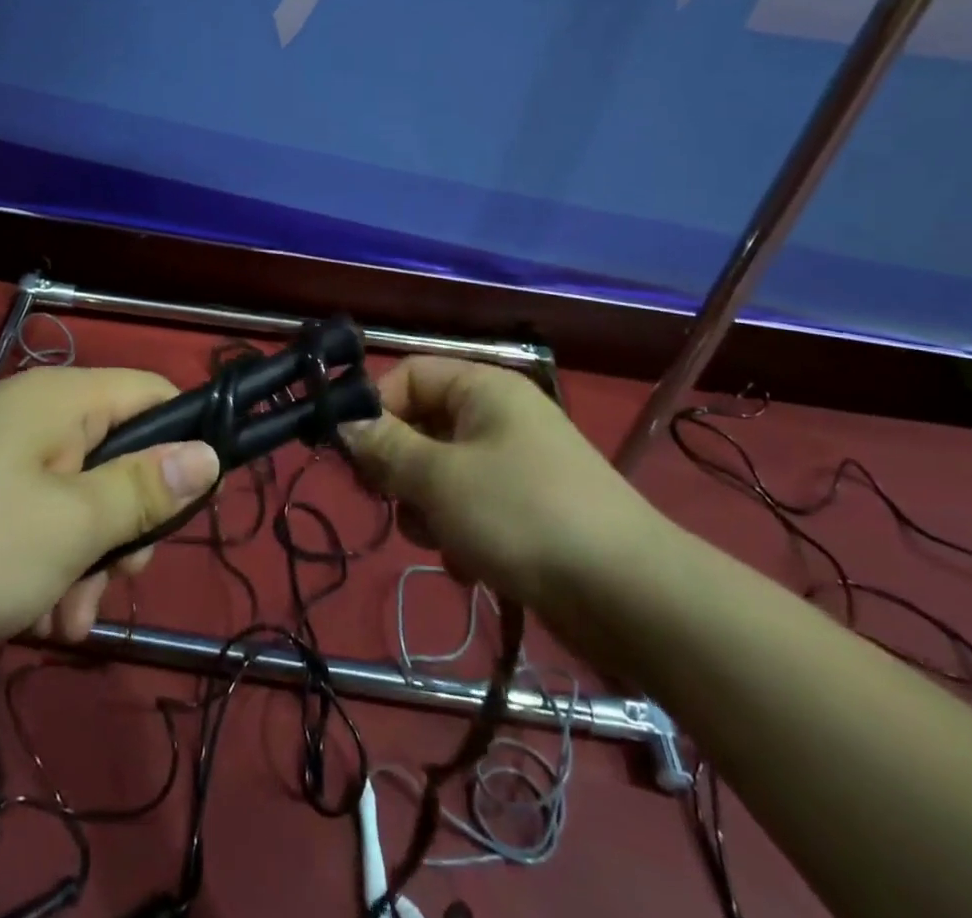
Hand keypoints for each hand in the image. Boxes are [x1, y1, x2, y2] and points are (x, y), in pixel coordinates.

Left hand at [0, 366, 220, 659]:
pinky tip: (34, 621)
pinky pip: (36, 526)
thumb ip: (146, 489)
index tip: (187, 507)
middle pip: (119, 457)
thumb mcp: (72, 525)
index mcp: (65, 400)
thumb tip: (209, 455)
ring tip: (65, 621)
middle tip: (119, 579)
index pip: (154, 394)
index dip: (184, 441)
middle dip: (127, 526)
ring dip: (87, 563)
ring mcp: (2, 462)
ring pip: (79, 503)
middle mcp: (37, 419)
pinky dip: (45, 570)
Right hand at [346, 357, 667, 646]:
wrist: (627, 594)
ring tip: (441, 540)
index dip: (375, 410)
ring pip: (442, 472)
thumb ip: (385, 448)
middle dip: (400, 469)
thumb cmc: (520, 514)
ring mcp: (517, 463)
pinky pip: (472, 506)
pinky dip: (460, 532)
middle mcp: (499, 416)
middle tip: (390, 503)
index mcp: (483, 388)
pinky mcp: (529, 508)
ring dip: (428, 508)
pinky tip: (469, 565)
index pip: (408, 376)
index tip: (352, 455)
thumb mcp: (438, 478)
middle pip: (422, 426)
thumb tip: (343, 424)